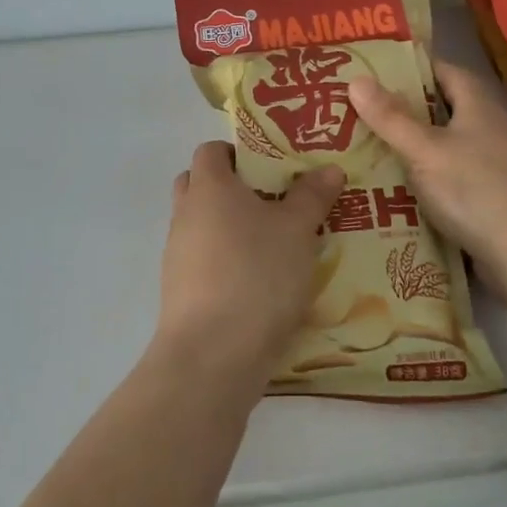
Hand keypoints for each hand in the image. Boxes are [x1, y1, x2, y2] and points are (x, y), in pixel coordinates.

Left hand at [155, 141, 343, 383]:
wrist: (212, 356)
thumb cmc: (256, 274)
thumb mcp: (297, 230)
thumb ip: (312, 196)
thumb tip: (329, 168)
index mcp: (208, 187)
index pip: (211, 150)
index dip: (238, 152)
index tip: (271, 167)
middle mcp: (185, 214)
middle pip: (199, 185)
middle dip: (232, 189)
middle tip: (273, 201)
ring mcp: (177, 255)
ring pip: (201, 226)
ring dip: (229, 229)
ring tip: (274, 244)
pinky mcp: (179, 292)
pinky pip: (202, 262)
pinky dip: (224, 263)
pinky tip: (259, 283)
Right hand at [347, 60, 506, 297]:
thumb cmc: (472, 189)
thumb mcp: (423, 150)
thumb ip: (390, 117)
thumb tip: (356, 79)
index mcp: (479, 106)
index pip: (447, 71)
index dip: (416, 68)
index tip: (381, 72)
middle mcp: (493, 128)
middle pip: (448, 108)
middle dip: (411, 109)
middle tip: (369, 112)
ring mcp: (499, 164)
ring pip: (452, 144)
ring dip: (421, 145)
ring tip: (380, 149)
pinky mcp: (498, 196)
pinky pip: (459, 174)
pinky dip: (434, 175)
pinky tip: (408, 189)